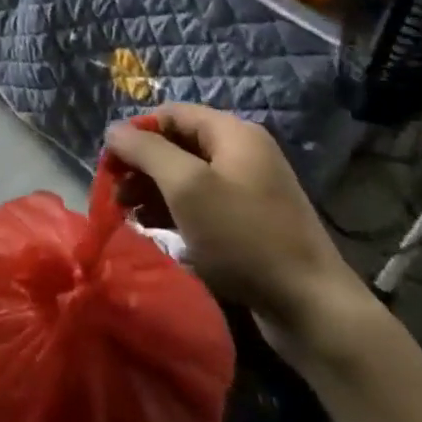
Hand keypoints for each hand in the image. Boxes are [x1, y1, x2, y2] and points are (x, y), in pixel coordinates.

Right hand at [105, 104, 366, 344]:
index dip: (135, 132)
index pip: (170, 114)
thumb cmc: (243, 236)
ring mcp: (248, 189)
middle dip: (141, 164)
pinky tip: (151, 227)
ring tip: (126, 212)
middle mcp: (242, 153)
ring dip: (152, 189)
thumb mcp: (186, 186)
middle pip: (177, 144)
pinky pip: (201, 204)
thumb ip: (145, 151)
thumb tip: (113, 130)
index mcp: (233, 133)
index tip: (109, 162)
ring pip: (186, 176)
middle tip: (113, 191)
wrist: (311, 307)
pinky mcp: (248, 222)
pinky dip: (173, 210)